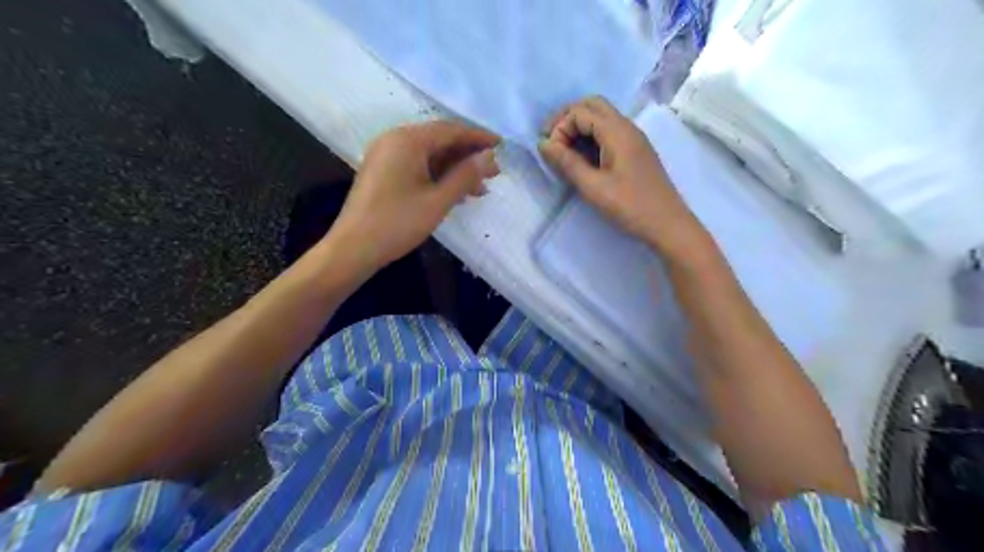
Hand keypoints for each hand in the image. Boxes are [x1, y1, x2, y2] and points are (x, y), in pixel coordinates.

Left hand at [330, 120, 499, 269]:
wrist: (353, 248)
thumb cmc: (398, 223)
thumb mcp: (438, 200)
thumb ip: (465, 175)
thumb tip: (489, 156)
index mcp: (407, 140)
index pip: (450, 130)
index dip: (478, 137)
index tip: (501, 145)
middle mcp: (395, 140)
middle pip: (439, 140)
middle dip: (468, 156)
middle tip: (494, 172)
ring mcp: (386, 155)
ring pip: (429, 155)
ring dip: (455, 169)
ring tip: (480, 188)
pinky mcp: (383, 171)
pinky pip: (417, 165)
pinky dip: (438, 176)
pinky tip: (455, 192)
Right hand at [537, 95, 708, 253]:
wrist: (667, 224)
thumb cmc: (629, 206)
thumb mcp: (593, 187)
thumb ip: (567, 163)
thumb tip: (544, 144)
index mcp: (617, 132)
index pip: (580, 112)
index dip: (560, 127)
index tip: (551, 153)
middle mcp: (627, 127)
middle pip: (592, 106)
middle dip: (568, 118)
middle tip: (551, 141)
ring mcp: (633, 138)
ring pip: (601, 117)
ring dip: (579, 127)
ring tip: (563, 151)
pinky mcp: (635, 151)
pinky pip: (609, 132)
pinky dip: (591, 137)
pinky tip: (583, 158)